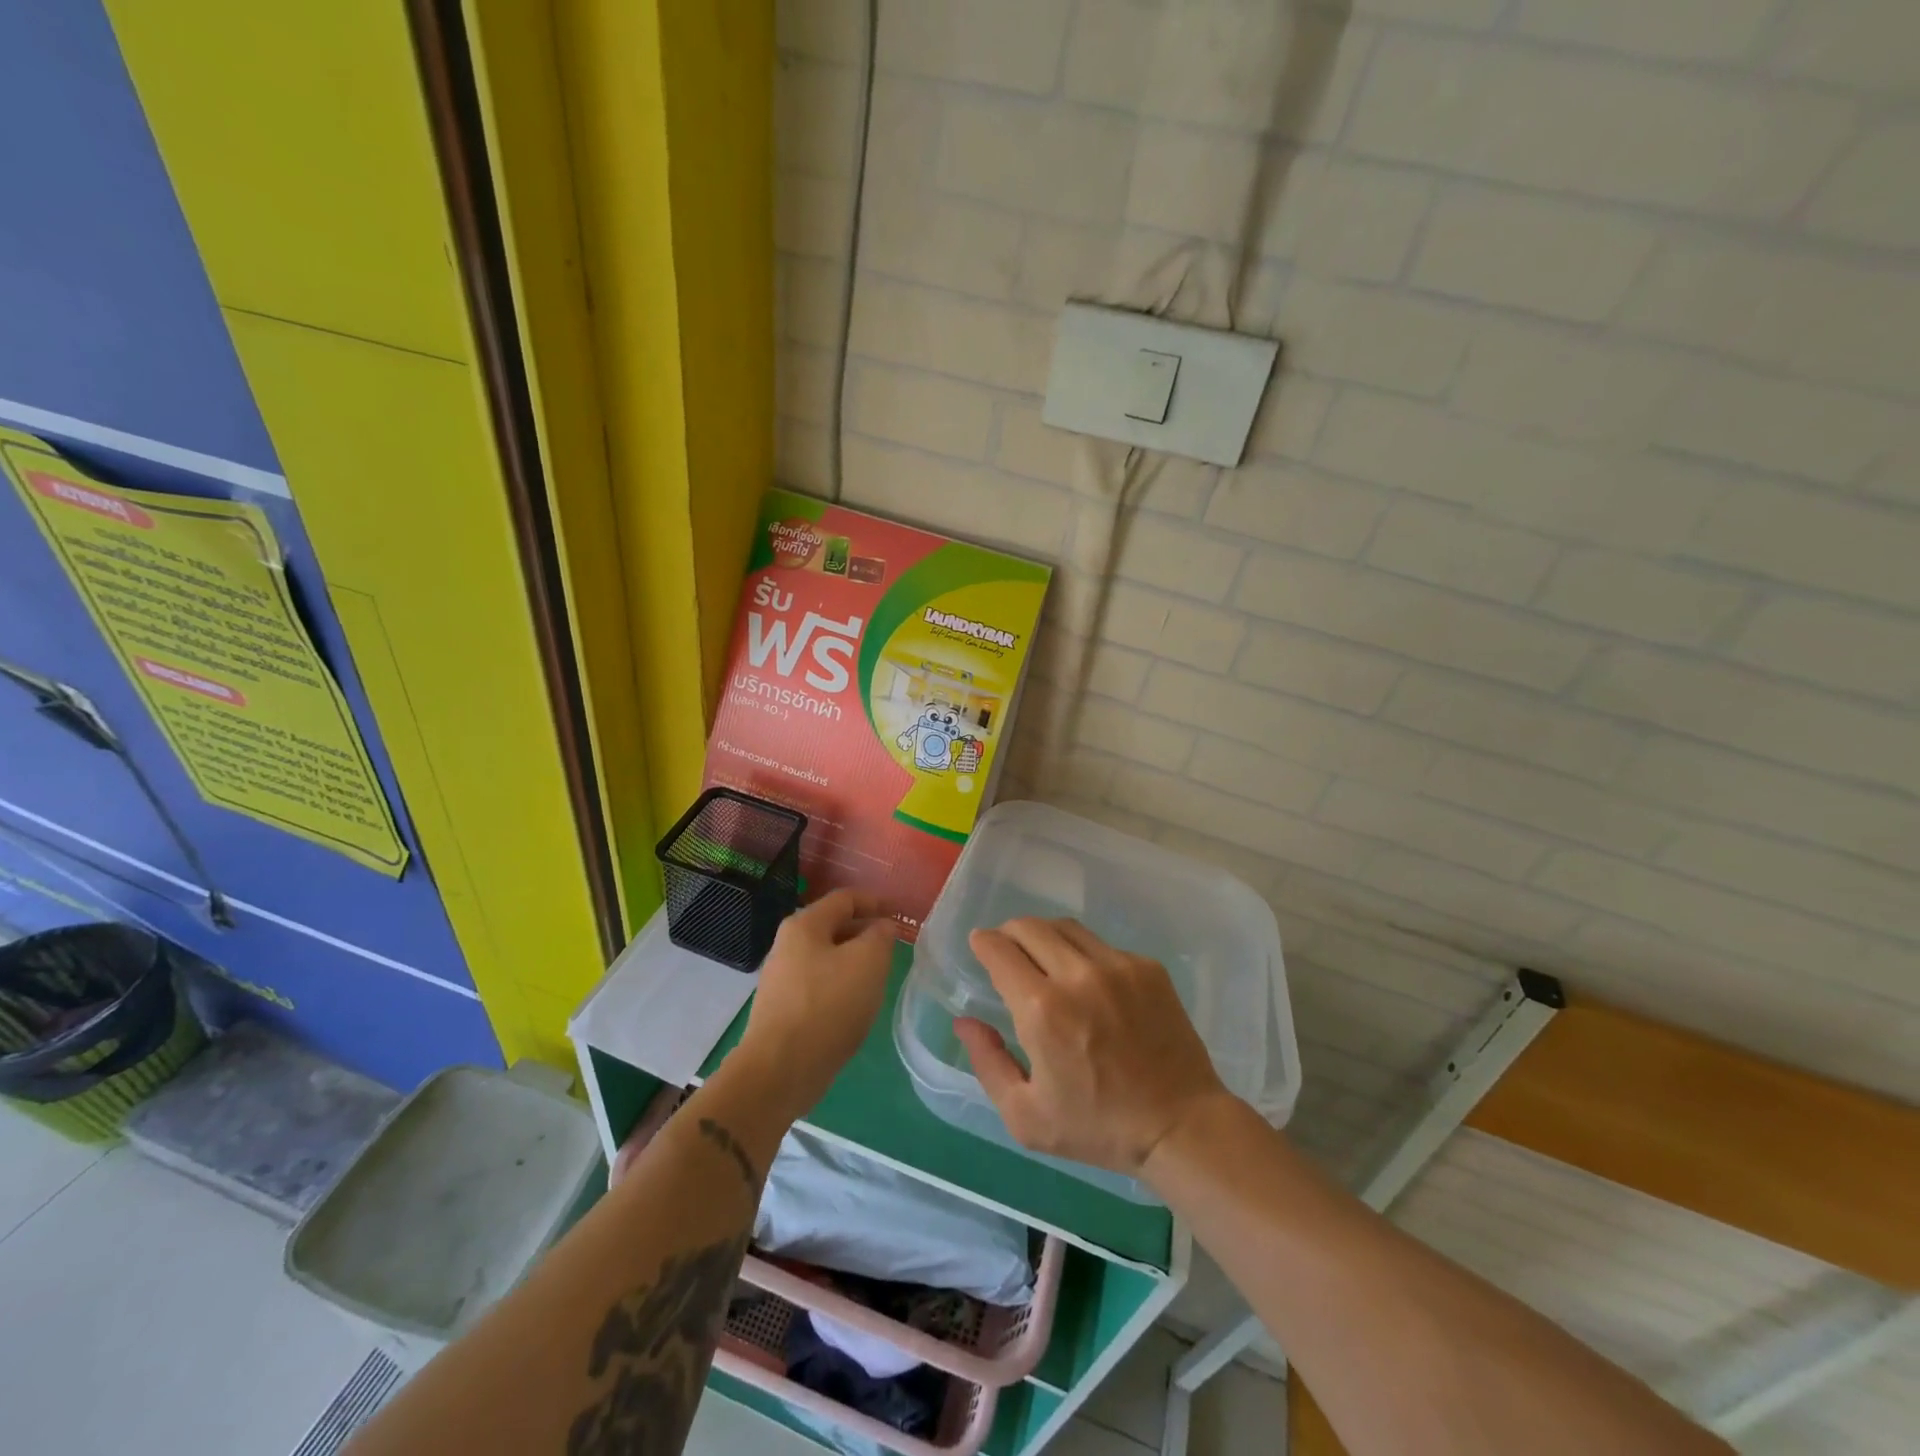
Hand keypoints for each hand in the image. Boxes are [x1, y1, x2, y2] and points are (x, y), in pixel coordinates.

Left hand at [731, 889, 896, 1120]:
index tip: (900, 913)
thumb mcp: (868, 962)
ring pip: (827, 958)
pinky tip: (855, 1005)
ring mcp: (781, 978)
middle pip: (833, 927)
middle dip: (865, 932)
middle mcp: (787, 945)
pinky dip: (841, 985)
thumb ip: (881, 936)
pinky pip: (818, 985)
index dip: (875, 901)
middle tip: (893, 946)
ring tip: (879, 976)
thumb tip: (881, 926)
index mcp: (804, 925)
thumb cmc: (828, 1006)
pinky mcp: (782, 1009)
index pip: (845, 899)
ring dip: (854, 961)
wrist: (779, 1070)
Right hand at [955, 918, 1228, 1174]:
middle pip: (1030, 927)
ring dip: (1044, 936)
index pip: (1000, 950)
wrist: (1180, 1126)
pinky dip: (1082, 953)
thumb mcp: (1026, 1116)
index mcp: (1042, 1010)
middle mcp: (1077, 975)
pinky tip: (1088, 982)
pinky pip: (1101, 945)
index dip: (983, 942)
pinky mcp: (1147, 967)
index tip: (980, 945)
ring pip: (1066, 927)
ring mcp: (1117, 966)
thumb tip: (964, 1020)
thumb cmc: (1097, 1128)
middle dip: (1009, 933)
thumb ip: (988, 1062)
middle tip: (1007, 950)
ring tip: (1043, 958)